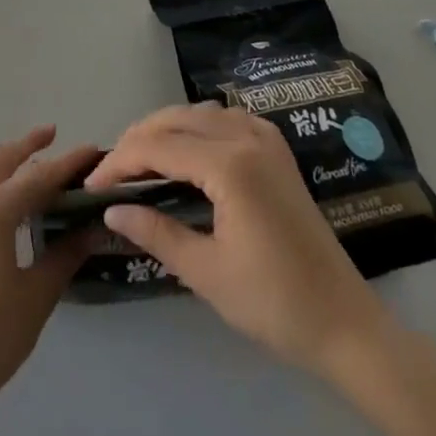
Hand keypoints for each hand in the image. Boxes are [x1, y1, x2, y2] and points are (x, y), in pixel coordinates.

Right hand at [86, 104, 388, 375]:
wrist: (344, 323)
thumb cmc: (274, 303)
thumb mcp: (206, 272)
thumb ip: (156, 232)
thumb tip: (112, 211)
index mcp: (230, 165)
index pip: (158, 147)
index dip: (119, 162)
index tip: (91, 186)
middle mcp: (247, 138)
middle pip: (176, 119)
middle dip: (137, 140)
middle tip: (110, 174)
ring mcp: (266, 140)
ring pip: (200, 112)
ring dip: (165, 128)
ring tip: (139, 160)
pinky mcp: (277, 150)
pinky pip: (226, 119)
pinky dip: (196, 126)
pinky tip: (186, 151)